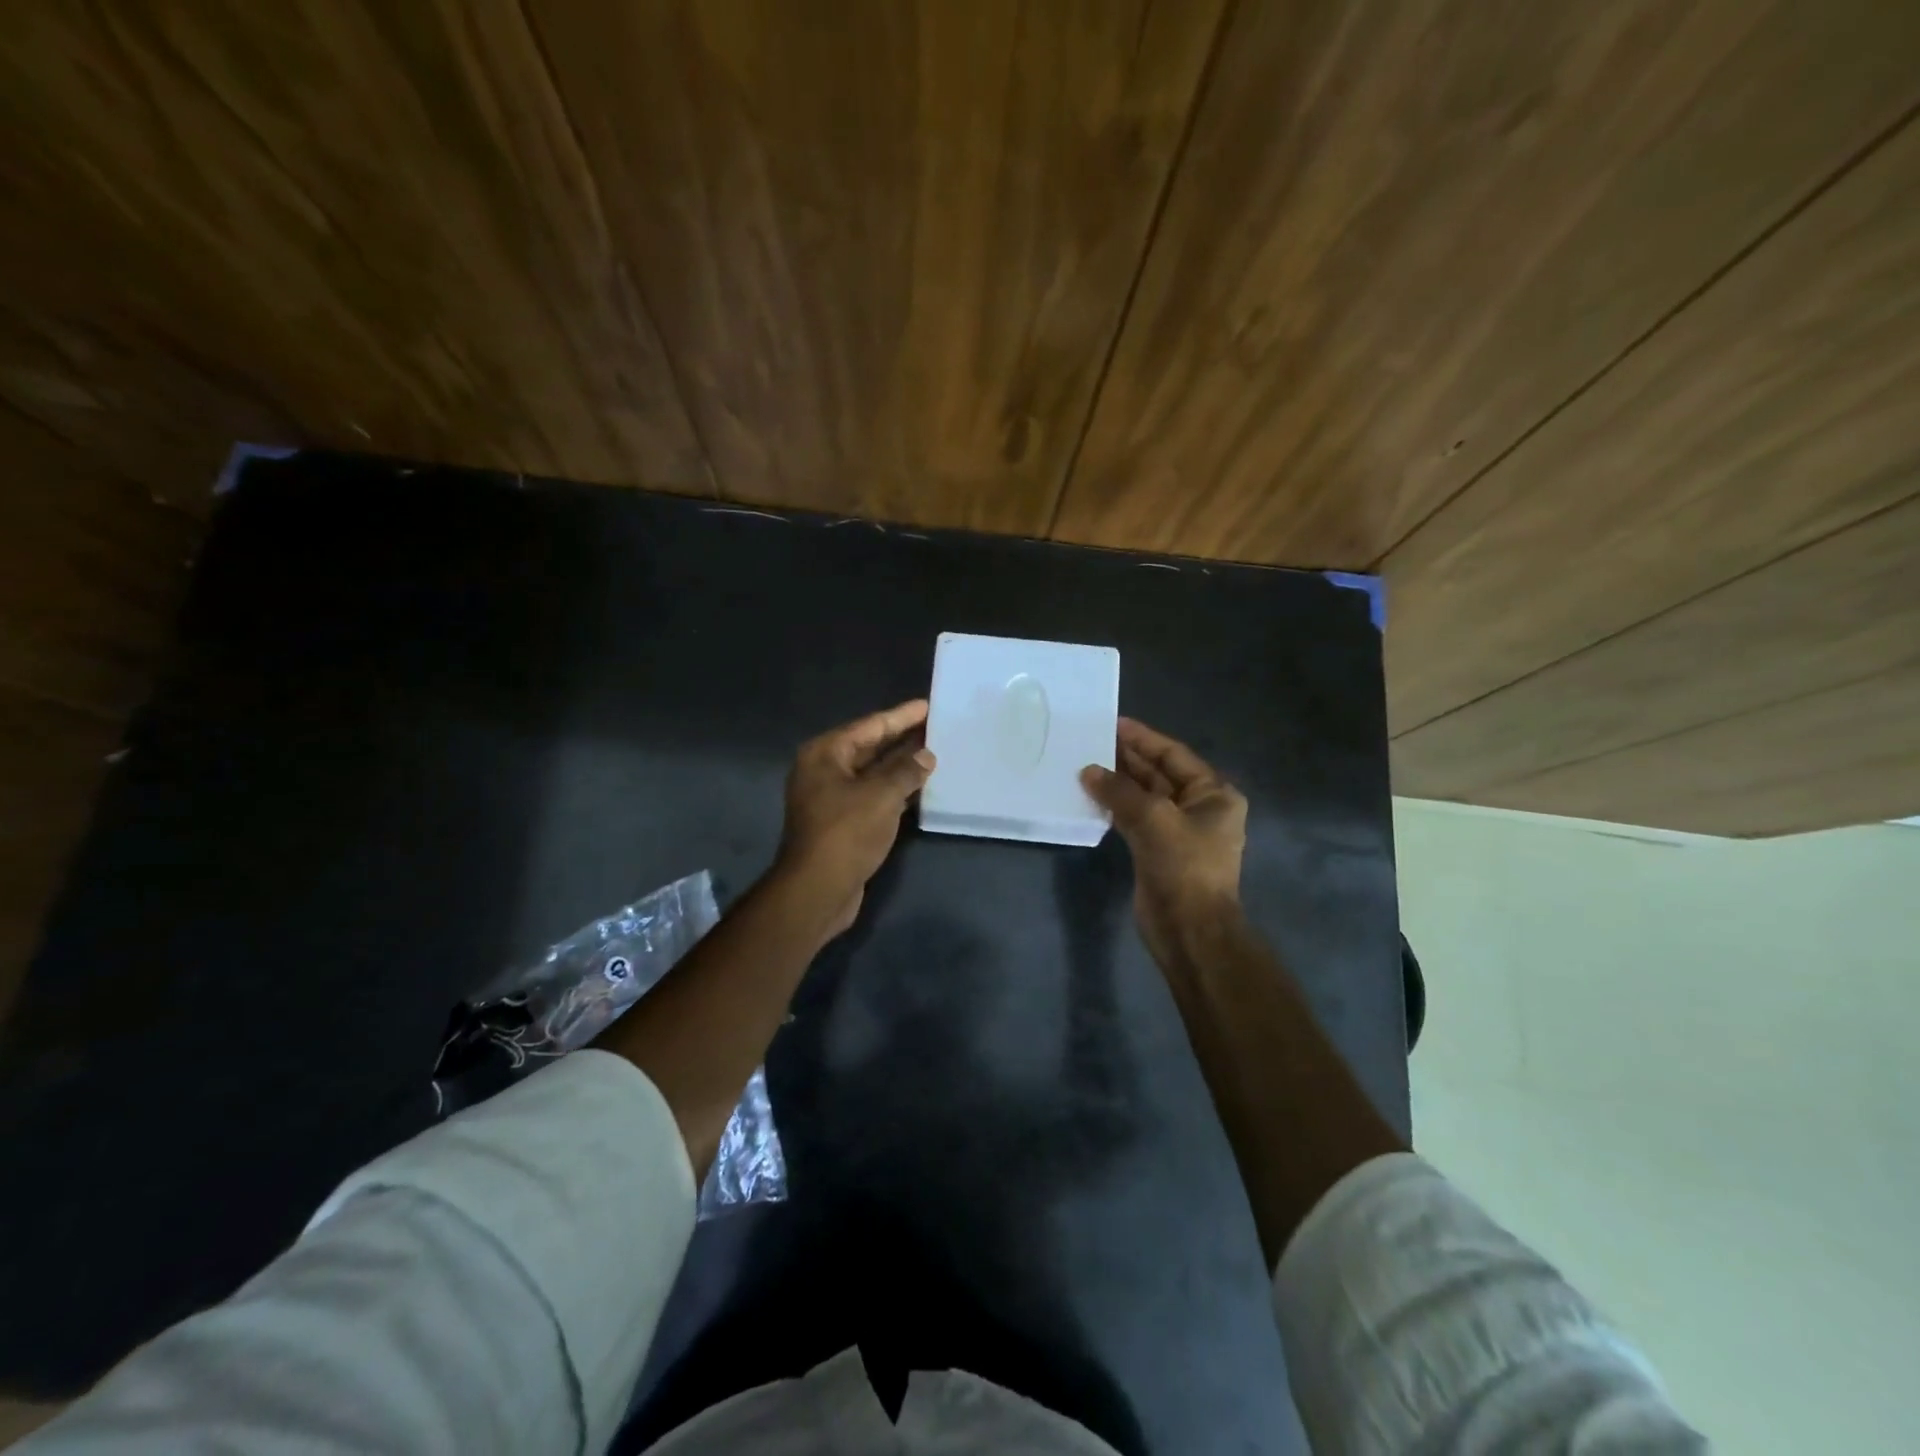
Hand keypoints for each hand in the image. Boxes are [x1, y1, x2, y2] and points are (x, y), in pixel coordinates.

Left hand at [773, 698, 935, 938]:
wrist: (818, 888)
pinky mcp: (841, 822)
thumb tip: (926, 754)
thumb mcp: (882, 795)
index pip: (870, 726)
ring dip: (900, 766)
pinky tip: (920, 788)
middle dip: (902, 739)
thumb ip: (906, 770)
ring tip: (934, 753)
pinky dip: (894, 790)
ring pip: (872, 773)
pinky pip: (872, 795)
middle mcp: (824, 770)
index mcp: (825, 754)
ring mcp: (830, 797)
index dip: (901, 716)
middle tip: (936, 727)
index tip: (927, 705)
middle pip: (869, 747)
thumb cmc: (846, 832)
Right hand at [1081, 717, 1246, 961]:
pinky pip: (1134, 818)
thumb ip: (1119, 791)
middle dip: (1128, 758)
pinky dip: (1115, 806)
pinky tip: (1092, 795)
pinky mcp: (1158, 851)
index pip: (1174, 755)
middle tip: (1093, 740)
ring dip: (1118, 782)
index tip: (1113, 723)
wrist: (1189, 929)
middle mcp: (1199, 808)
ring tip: (1086, 763)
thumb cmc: (1183, 866)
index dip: (1143, 738)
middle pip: (1159, 774)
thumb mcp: (1153, 819)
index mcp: (1214, 794)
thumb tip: (1088, 771)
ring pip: (1144, 797)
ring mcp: (1178, 831)